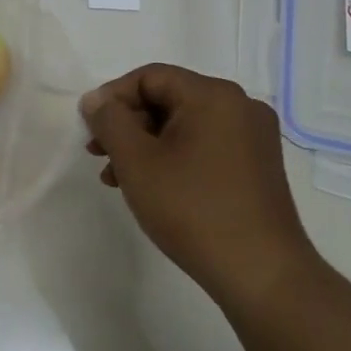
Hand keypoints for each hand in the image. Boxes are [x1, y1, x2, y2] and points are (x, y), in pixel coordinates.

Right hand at [81, 64, 314, 307]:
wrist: (260, 274)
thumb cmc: (192, 209)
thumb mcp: (136, 161)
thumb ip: (109, 121)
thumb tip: (95, 99)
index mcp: (214, 95)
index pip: (150, 77)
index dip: (112, 97)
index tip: (89, 129)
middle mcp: (240, 106)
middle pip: (167, 99)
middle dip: (127, 124)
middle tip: (98, 153)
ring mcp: (253, 137)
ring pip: (183, 125)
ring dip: (145, 144)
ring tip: (117, 177)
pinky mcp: (257, 166)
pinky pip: (204, 145)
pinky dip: (172, 157)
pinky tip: (151, 186)